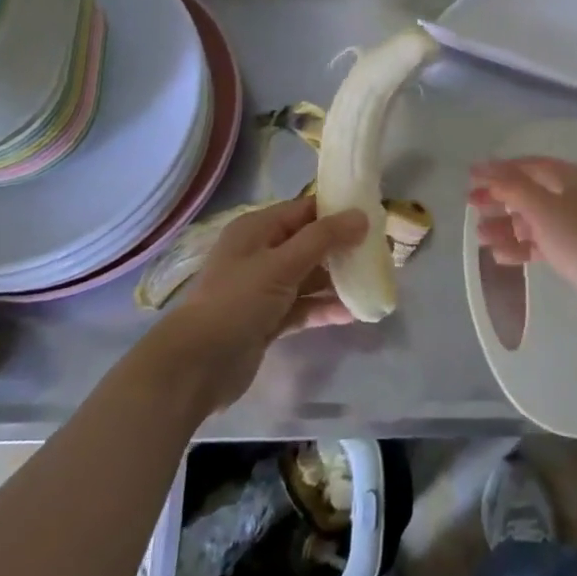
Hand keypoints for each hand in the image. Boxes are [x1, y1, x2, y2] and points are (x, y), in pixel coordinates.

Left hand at [162, 195, 367, 412]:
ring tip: (373, 281)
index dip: (337, 211)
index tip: (373, 216)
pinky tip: (353, 313)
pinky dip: (324, 307)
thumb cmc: (237, 301)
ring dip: (337, 279)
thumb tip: (361, 215)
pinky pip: (303, 306)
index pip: (304, 210)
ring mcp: (264, 288)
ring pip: (309, 276)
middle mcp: (261, 253)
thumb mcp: (281, 263)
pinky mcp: (268, 319)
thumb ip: (323, 239)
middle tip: (380, 251)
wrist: (196, 365)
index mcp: (257, 229)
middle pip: (309, 243)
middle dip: (342, 247)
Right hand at [469, 157, 576, 346]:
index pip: (529, 165)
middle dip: (500, 199)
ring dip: (507, 226)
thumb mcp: (543, 208)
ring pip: (536, 221)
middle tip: (471, 207)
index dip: (498, 169)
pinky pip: (544, 245)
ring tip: (480, 238)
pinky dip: (523, 248)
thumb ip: (511, 186)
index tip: (469, 178)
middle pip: (531, 192)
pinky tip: (501, 257)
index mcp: (573, 177)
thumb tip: (484, 167)